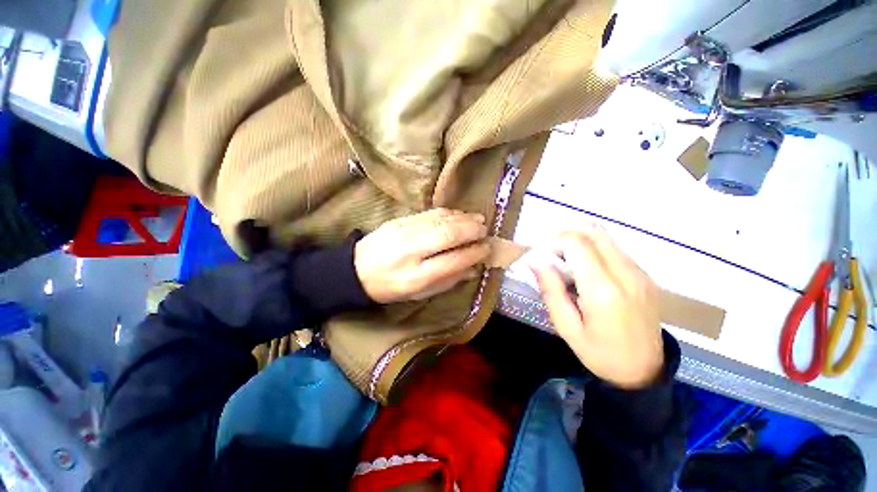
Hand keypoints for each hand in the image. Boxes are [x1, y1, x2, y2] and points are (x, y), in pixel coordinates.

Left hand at [355, 208, 489, 303]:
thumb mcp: (419, 294)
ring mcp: (403, 232)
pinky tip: (459, 215)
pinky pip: (430, 213)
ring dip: (463, 218)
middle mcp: (410, 251)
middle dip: (472, 230)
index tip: (487, 249)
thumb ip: (448, 281)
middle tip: (485, 231)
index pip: (453, 261)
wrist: (356, 270)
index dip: (474, 253)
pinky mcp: (399, 220)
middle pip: (448, 234)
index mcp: (416, 277)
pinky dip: (449, 213)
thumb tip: (474, 268)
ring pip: (440, 220)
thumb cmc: (391, 287)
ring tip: (479, 221)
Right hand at [532, 227, 663, 388]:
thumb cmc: (599, 353)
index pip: (577, 243)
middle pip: (593, 232)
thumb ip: (550, 290)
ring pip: (605, 237)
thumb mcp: (566, 327)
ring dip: (582, 244)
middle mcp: (625, 275)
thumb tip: (535, 261)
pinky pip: (615, 250)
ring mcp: (640, 273)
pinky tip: (590, 275)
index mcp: (603, 291)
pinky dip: (596, 252)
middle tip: (557, 260)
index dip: (555, 243)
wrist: (644, 372)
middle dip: (567, 238)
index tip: (546, 260)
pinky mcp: (645, 275)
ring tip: (572, 267)